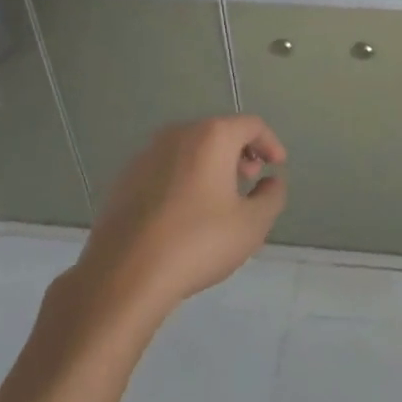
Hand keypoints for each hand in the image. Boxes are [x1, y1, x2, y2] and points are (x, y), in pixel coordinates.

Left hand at [75, 116, 287, 317]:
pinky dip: (184, 176)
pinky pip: (166, 166)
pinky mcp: (125, 178)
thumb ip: (272, 197)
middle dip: (240, 152)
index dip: (270, 143)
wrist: (123, 275)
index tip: (277, 166)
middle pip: (218, 132)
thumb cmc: (197, 243)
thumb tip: (271, 182)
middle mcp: (178, 134)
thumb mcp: (251, 225)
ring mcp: (147, 154)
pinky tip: (184, 211)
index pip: (251, 125)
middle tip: (249, 180)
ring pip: (190, 148)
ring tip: (219, 197)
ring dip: (211, 164)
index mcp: (212, 136)